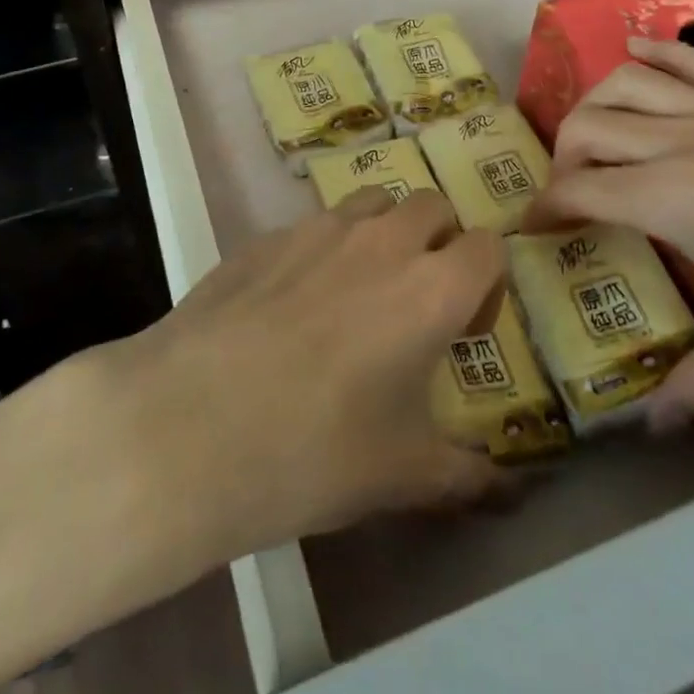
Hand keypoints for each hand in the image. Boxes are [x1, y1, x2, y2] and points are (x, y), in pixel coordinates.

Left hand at [104, 187, 506, 564]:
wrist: (189, 426)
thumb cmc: (314, 452)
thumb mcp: (402, 475)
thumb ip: (466, 476)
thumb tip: (504, 489)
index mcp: (431, 289)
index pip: (488, 246)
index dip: (487, 284)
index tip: (465, 331)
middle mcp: (381, 242)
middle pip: (433, 207)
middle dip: (440, 243)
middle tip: (416, 302)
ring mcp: (316, 230)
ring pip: (372, 203)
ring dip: (383, 234)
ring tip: (357, 293)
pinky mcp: (264, 236)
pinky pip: (312, 227)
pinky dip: (322, 251)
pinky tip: (289, 308)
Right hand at [523, 38, 693, 427]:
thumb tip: (649, 428)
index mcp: (671, 197)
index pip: (576, 190)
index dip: (543, 211)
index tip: (530, 234)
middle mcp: (681, 139)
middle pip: (588, 126)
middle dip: (561, 158)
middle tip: (569, 196)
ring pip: (628, 81)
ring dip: (595, 103)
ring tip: (593, 135)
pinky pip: (690, 59)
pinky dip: (653, 53)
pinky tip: (636, 54)